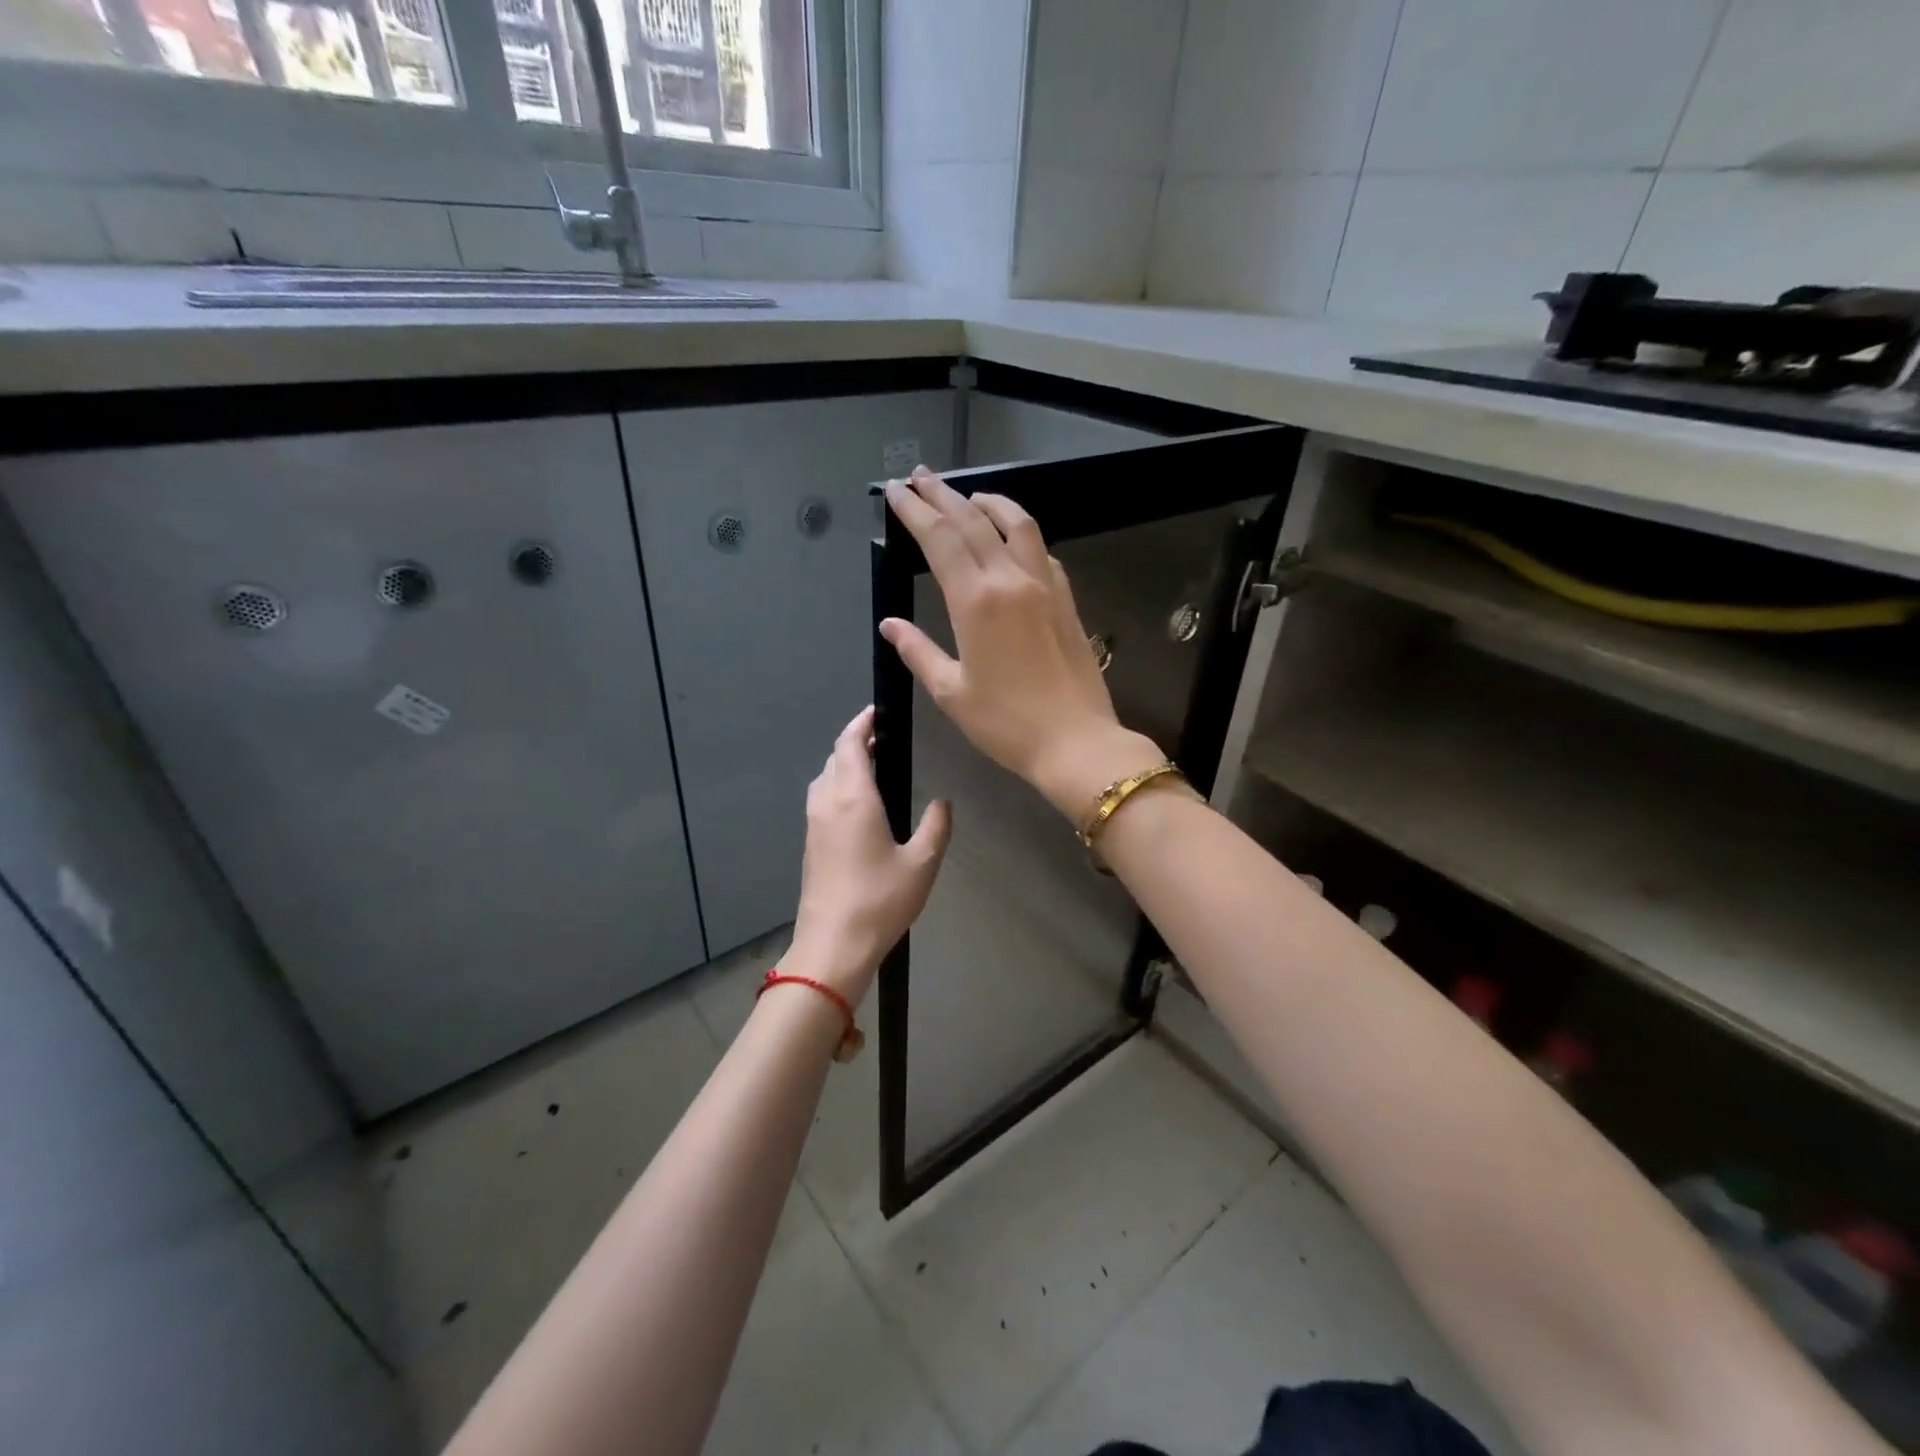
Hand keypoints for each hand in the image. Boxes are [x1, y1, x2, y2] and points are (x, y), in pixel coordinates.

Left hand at [785, 706, 951, 1005]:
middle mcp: (827, 802)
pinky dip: (838, 786)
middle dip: (855, 742)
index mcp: (853, 797)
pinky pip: (822, 799)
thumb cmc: (880, 900)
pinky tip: (860, 805)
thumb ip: (936, 826)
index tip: (878, 712)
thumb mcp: (922, 863)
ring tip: (873, 767)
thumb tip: (942, 802)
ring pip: (825, 778)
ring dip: (844, 764)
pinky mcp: (810, 844)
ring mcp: (813, 824)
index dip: (862, 723)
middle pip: (835, 757)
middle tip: (884, 740)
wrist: (833, 945)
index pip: (849, 744)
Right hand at [880, 467, 1162, 818]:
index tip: (896, 491)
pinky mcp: (1066, 599)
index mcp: (975, 602)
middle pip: (973, 521)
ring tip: (969, 496)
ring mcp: (1044, 586)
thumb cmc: (1006, 724)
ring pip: (1017, 524)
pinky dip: (1021, 534)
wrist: (1076, 741)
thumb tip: (890, 625)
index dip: (915, 511)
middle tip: (920, 477)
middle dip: (942, 495)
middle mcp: (1010, 580)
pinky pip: (1041, 551)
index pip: (940, 539)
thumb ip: (918, 652)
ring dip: (989, 502)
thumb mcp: (951, 693)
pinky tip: (1013, 539)